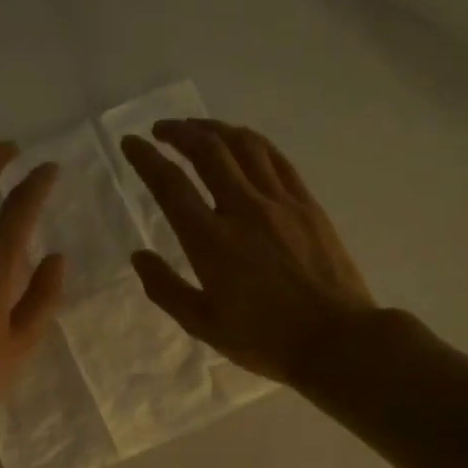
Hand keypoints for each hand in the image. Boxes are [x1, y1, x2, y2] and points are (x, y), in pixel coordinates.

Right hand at [120, 119, 373, 384]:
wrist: (336, 340)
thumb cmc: (265, 339)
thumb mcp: (204, 325)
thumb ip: (166, 289)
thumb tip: (138, 256)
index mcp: (210, 241)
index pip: (170, 185)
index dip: (146, 159)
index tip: (131, 143)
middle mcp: (243, 210)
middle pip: (207, 151)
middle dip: (179, 132)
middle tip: (161, 130)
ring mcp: (280, 202)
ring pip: (244, 146)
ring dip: (215, 128)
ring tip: (198, 127)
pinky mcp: (307, 204)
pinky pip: (276, 159)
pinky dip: (252, 142)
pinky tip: (243, 141)